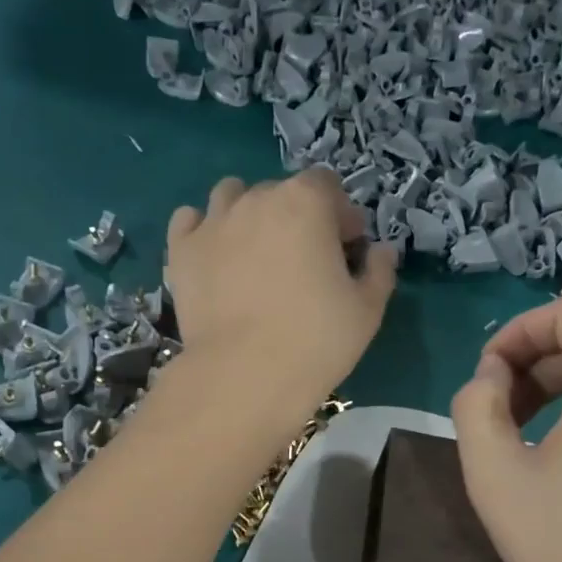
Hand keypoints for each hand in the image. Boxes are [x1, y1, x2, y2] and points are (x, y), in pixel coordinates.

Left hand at [166, 171, 395, 416]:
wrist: (244, 375)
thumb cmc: (316, 341)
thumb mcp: (368, 310)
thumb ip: (380, 271)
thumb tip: (381, 251)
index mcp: (306, 202)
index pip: (327, 185)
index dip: (340, 214)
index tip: (346, 248)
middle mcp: (257, 199)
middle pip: (281, 191)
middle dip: (297, 217)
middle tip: (304, 260)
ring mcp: (213, 223)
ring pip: (231, 196)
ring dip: (248, 213)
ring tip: (255, 252)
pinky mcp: (181, 251)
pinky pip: (189, 221)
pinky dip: (204, 229)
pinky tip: (215, 255)